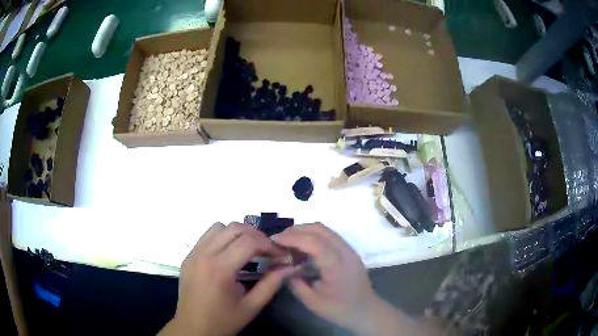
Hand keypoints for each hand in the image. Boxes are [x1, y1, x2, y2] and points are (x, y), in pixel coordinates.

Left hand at [160, 223, 291, 335]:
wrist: (193, 328)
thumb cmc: (223, 321)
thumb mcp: (251, 306)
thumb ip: (271, 284)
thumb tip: (289, 266)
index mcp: (220, 269)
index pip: (248, 241)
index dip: (269, 245)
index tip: (280, 255)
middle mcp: (204, 254)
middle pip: (234, 228)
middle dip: (256, 235)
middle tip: (268, 251)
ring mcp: (193, 253)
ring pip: (219, 227)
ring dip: (238, 233)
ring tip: (249, 250)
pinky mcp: (188, 256)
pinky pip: (207, 236)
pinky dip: (222, 237)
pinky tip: (230, 254)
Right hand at [272, 223, 377, 331]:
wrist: (366, 311)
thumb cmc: (339, 310)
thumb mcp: (312, 302)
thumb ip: (296, 283)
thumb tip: (283, 267)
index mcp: (337, 265)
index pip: (314, 242)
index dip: (292, 237)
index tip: (274, 239)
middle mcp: (345, 252)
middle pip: (320, 230)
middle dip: (297, 230)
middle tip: (279, 239)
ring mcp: (349, 250)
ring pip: (325, 230)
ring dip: (305, 231)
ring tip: (288, 241)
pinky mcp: (349, 252)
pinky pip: (330, 236)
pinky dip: (314, 236)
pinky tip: (303, 247)